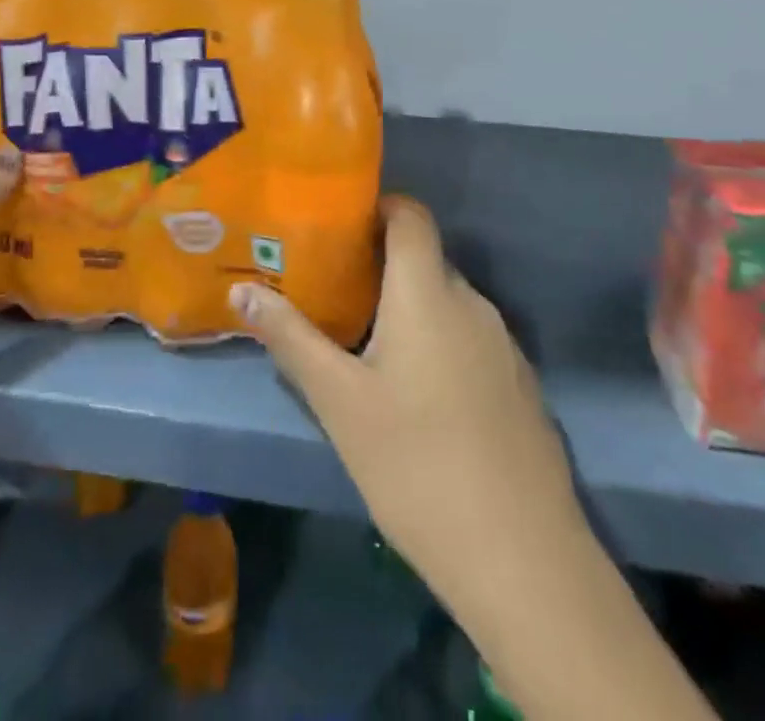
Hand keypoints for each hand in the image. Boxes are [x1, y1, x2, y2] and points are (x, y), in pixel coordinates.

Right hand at [230, 196, 580, 605]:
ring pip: (446, 302)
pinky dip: (437, 341)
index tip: (338, 225)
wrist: (522, 558)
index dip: (378, 206)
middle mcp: (472, 303)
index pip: (410, 213)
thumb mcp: (339, 401)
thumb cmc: (416, 463)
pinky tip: (415, 392)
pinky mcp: (518, 383)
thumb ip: (291, 338)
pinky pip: (469, 338)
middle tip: (332, 288)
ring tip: (363, 339)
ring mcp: (502, 344)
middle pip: (424, 258)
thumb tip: (242, 292)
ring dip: (407, 306)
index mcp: (428, 292)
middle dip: (379, 264)